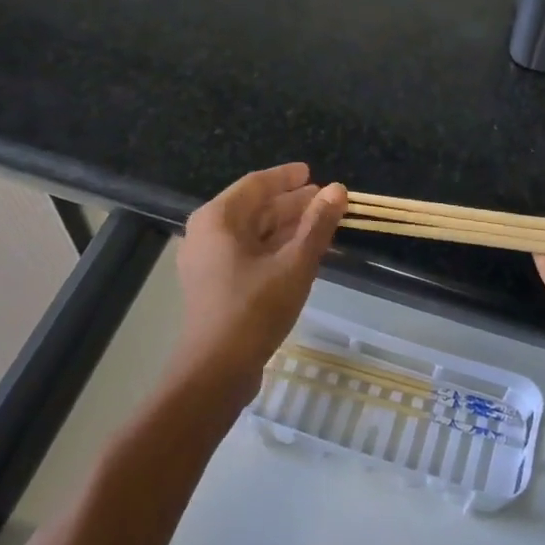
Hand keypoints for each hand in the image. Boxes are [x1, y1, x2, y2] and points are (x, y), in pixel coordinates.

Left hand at [174, 164, 346, 399]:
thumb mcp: (295, 263)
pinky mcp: (214, 286)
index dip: (287, 178)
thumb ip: (318, 224)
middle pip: (254, 208)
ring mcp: (207, 262)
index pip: (256, 184)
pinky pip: (247, 254)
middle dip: (291, 204)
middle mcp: (206, 234)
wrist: (216, 371)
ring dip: (286, 227)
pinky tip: (301, 254)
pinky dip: (274, 248)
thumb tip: (338, 189)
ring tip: (320, 225)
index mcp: (218, 219)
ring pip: (252, 233)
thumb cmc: (255, 308)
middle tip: (325, 200)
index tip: (312, 173)